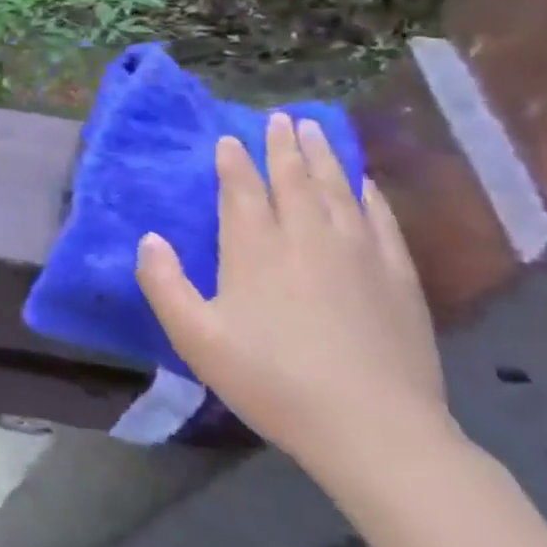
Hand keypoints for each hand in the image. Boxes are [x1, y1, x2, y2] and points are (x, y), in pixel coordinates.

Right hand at [137, 112, 454, 479]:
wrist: (374, 429)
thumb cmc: (272, 381)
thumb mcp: (196, 338)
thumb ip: (164, 284)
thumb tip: (149, 238)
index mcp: (255, 249)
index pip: (242, 189)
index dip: (234, 161)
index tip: (229, 139)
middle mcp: (306, 237)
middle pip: (293, 178)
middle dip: (282, 145)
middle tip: (279, 118)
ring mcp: (358, 253)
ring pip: (337, 189)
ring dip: (323, 156)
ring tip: (314, 129)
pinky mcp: (397, 276)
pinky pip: (380, 219)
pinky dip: (369, 194)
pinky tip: (364, 182)